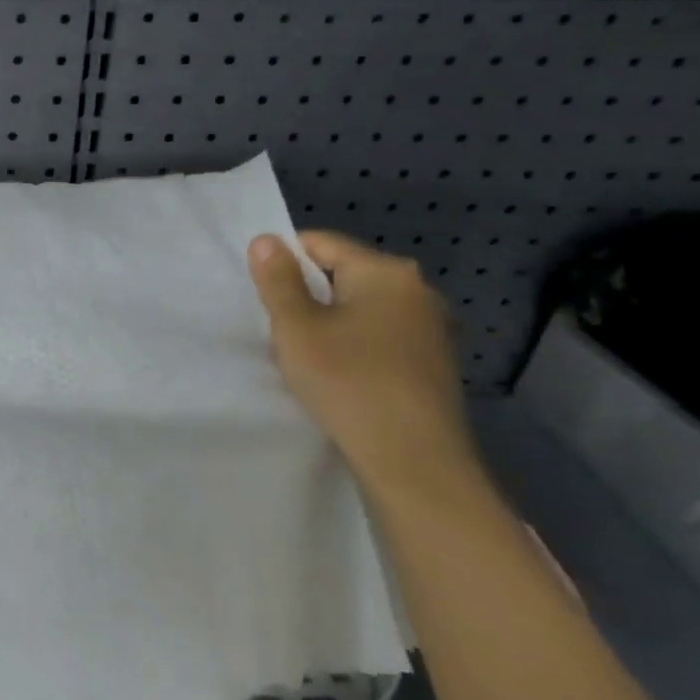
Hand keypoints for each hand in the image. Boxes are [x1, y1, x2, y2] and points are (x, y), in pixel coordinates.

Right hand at [248, 230, 476, 487]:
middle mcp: (418, 289)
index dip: (284, 262)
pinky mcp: (435, 362)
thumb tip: (266, 239)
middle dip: (309, 294)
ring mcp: (433, 327)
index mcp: (385, 271)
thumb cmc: (348, 381)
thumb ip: (278, 280)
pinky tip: (342, 375)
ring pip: (363, 307)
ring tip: (308, 356)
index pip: (321, 243)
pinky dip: (357, 344)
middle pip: (345, 274)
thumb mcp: (296, 327)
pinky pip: (383, 335)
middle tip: (282, 329)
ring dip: (332, 322)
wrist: (413, 460)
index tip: (264, 296)